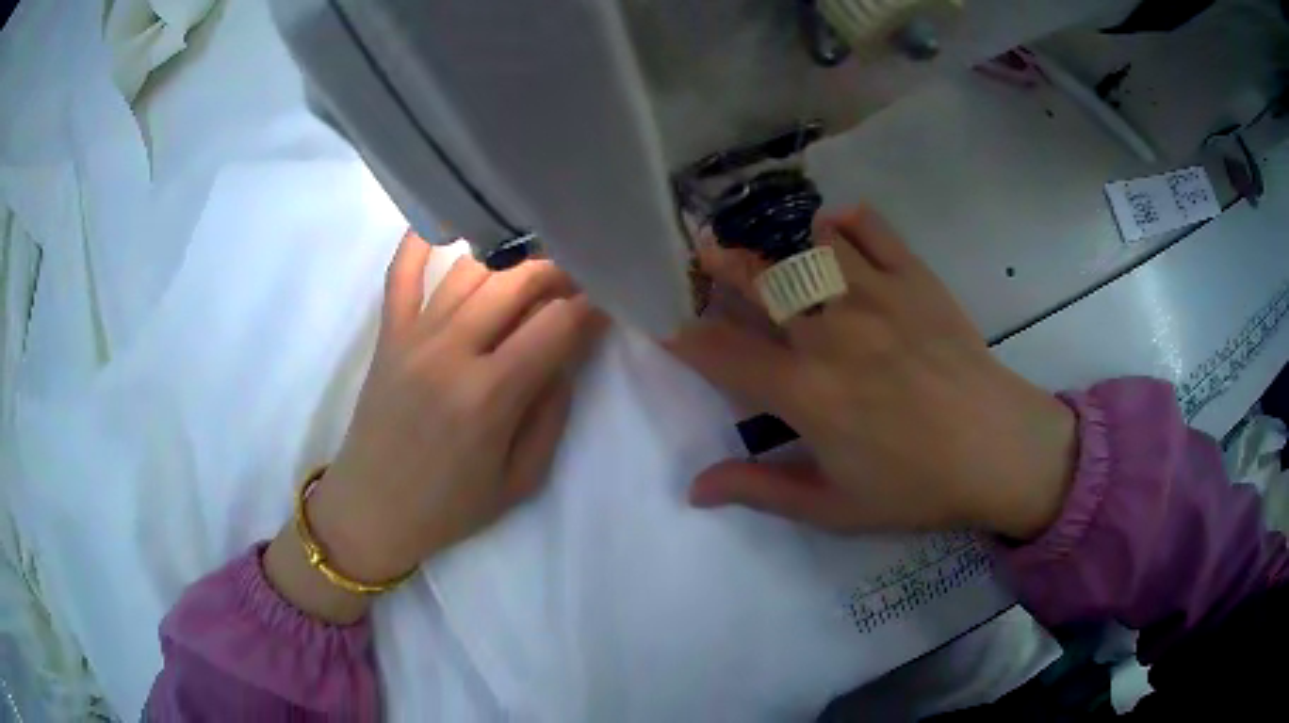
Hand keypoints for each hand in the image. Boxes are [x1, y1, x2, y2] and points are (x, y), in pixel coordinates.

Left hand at [266, 233, 605, 622]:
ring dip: (513, 254)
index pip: (557, 324)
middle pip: (518, 281)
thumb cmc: (450, 506)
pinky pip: (403, 272)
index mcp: (490, 395)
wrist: (372, 509)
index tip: (612, 296)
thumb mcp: (520, 481)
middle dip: (561, 268)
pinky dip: (421, 240)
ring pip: (472, 268)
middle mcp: (452, 350)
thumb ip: (550, 414)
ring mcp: (414, 335)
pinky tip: (450, 222)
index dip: (594, 304)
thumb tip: (568, 356)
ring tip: (538, 257)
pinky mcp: (388, 333)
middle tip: (582, 272)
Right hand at [668, 207, 1076, 540]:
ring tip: (769, 246)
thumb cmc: (916, 487)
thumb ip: (760, 490)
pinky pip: (870, 228)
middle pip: (758, 281)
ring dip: (779, 241)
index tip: (671, 330)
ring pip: (807, 246)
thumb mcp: (833, 507)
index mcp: (805, 392)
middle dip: (720, 265)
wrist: (998, 451)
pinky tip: (833, 228)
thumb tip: (694, 488)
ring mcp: (875, 296)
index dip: (686, 338)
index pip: (722, 352)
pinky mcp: (914, 278)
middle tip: (706, 256)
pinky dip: (844, 221)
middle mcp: (830, 332)